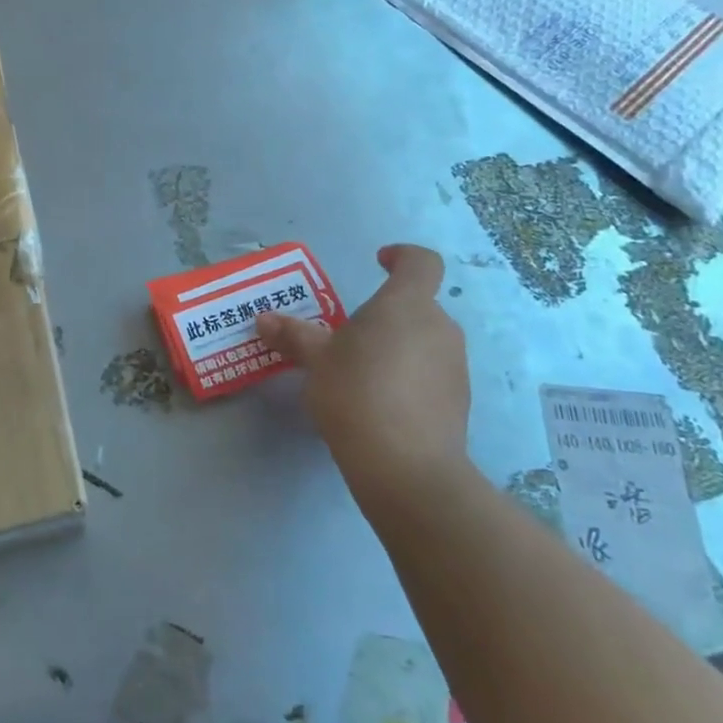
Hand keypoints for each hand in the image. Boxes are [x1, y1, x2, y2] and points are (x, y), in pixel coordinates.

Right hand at [257, 245, 472, 510]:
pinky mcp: (458, 402)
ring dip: (396, 346)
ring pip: (424, 341)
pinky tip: (379, 404)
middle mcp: (439, 328)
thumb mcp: (315, 360)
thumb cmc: (356, 393)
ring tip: (360, 373)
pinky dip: (408, 377)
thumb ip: (292, 335)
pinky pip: (430, 374)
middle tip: (348, 335)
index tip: (379, 261)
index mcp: (406, 305)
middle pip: (417, 305)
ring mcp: (455, 366)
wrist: (406, 467)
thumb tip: (264, 319)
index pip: (420, 262)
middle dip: (385, 314)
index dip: (402, 255)